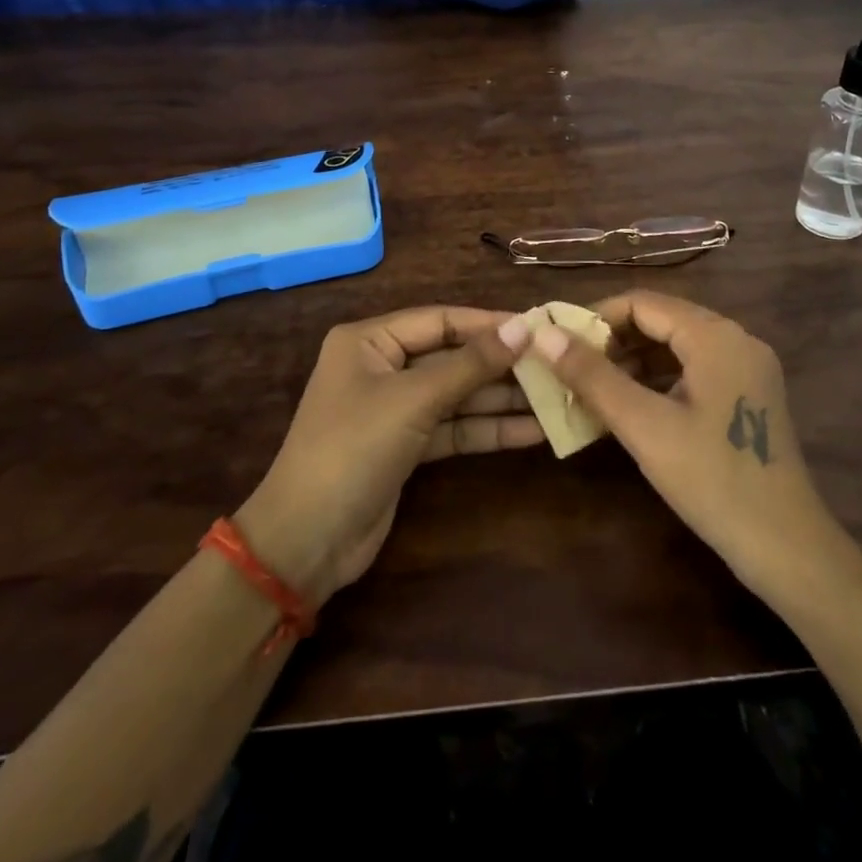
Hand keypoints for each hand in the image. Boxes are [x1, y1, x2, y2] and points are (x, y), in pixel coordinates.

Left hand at [238, 307, 540, 604]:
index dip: (489, 323)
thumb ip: (471, 364)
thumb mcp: (414, 399)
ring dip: (500, 399)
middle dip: (500, 365)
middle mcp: (382, 367)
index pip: (440, 320)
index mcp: (369, 340)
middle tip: (554, 365)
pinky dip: (487, 430)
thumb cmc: (354, 448)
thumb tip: (524, 327)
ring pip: (457, 395)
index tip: (539, 327)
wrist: (307, 541)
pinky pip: (453, 428)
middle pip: (452, 357)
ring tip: (555, 398)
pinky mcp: (406, 447)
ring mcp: (395, 409)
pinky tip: (531, 431)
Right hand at [526, 290, 841, 595]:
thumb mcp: (644, 426)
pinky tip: (630, 404)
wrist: (787, 548)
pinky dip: (658, 379)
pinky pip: (694, 369)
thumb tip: (544, 335)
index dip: (595, 318)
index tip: (558, 344)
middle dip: (613, 340)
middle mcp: (736, 338)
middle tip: (570, 368)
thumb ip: (593, 376)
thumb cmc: (712, 481)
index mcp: (715, 335)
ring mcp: (747, 367)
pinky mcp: (749, 394)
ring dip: (633, 360)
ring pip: (677, 346)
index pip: (642, 302)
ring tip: (591, 387)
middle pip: (661, 320)